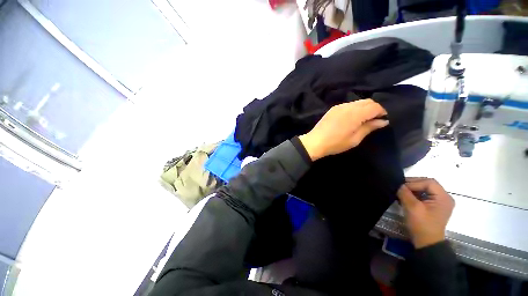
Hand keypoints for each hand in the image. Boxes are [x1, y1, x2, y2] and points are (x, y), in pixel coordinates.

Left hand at [298, 99, 387, 160]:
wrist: (315, 142)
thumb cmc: (336, 143)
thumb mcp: (355, 139)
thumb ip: (369, 127)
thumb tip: (383, 121)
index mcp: (355, 114)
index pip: (375, 106)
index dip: (382, 111)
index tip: (383, 120)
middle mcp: (348, 106)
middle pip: (367, 101)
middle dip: (375, 108)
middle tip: (375, 120)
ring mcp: (339, 106)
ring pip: (358, 102)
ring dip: (364, 108)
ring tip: (364, 119)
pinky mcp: (333, 109)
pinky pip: (349, 105)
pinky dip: (355, 108)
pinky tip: (353, 117)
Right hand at [397, 178, 454, 248]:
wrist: (426, 242)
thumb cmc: (422, 225)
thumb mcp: (412, 208)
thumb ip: (405, 193)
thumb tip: (398, 184)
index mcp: (443, 197)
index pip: (429, 182)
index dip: (414, 182)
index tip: (401, 187)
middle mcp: (444, 198)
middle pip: (428, 184)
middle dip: (413, 184)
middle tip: (400, 187)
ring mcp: (440, 202)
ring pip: (425, 189)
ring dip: (412, 189)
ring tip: (401, 192)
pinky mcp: (434, 206)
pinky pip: (424, 195)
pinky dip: (415, 194)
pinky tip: (406, 197)